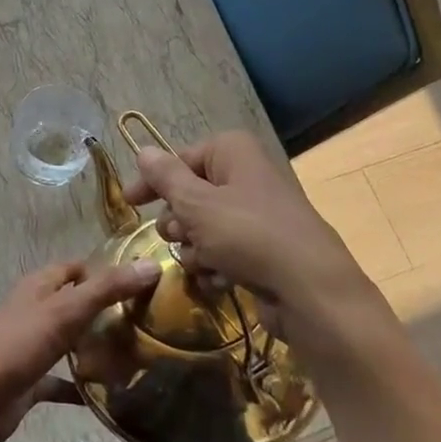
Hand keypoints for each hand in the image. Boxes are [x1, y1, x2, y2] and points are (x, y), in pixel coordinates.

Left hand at [0, 260, 160, 441]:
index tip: (141, 283)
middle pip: (76, 304)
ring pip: (70, 341)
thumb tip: (152, 265)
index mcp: (40, 287)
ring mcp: (33, 347)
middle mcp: (36, 311)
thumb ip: (107, 289)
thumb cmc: (18, 346)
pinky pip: (62, 380)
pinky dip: (82, 386)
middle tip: (146, 323)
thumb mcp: (66, 311)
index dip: (105, 271)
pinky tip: (110, 397)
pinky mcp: (31, 380)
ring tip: (136, 357)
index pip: (76, 268)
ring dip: (95, 347)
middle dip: (106, 311)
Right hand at [121, 130, 374, 341]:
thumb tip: (142, 149)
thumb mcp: (196, 204)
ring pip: (204, 226)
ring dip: (195, 247)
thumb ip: (165, 177)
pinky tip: (221, 279)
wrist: (310, 291)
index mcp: (232, 152)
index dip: (153, 182)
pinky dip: (216, 265)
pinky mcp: (264, 249)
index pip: (180, 159)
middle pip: (190, 194)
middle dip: (179, 220)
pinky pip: (224, 250)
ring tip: (205, 262)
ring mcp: (257, 214)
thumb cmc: (248, 235)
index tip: (129, 203)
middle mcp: (245, 175)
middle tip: (181, 235)